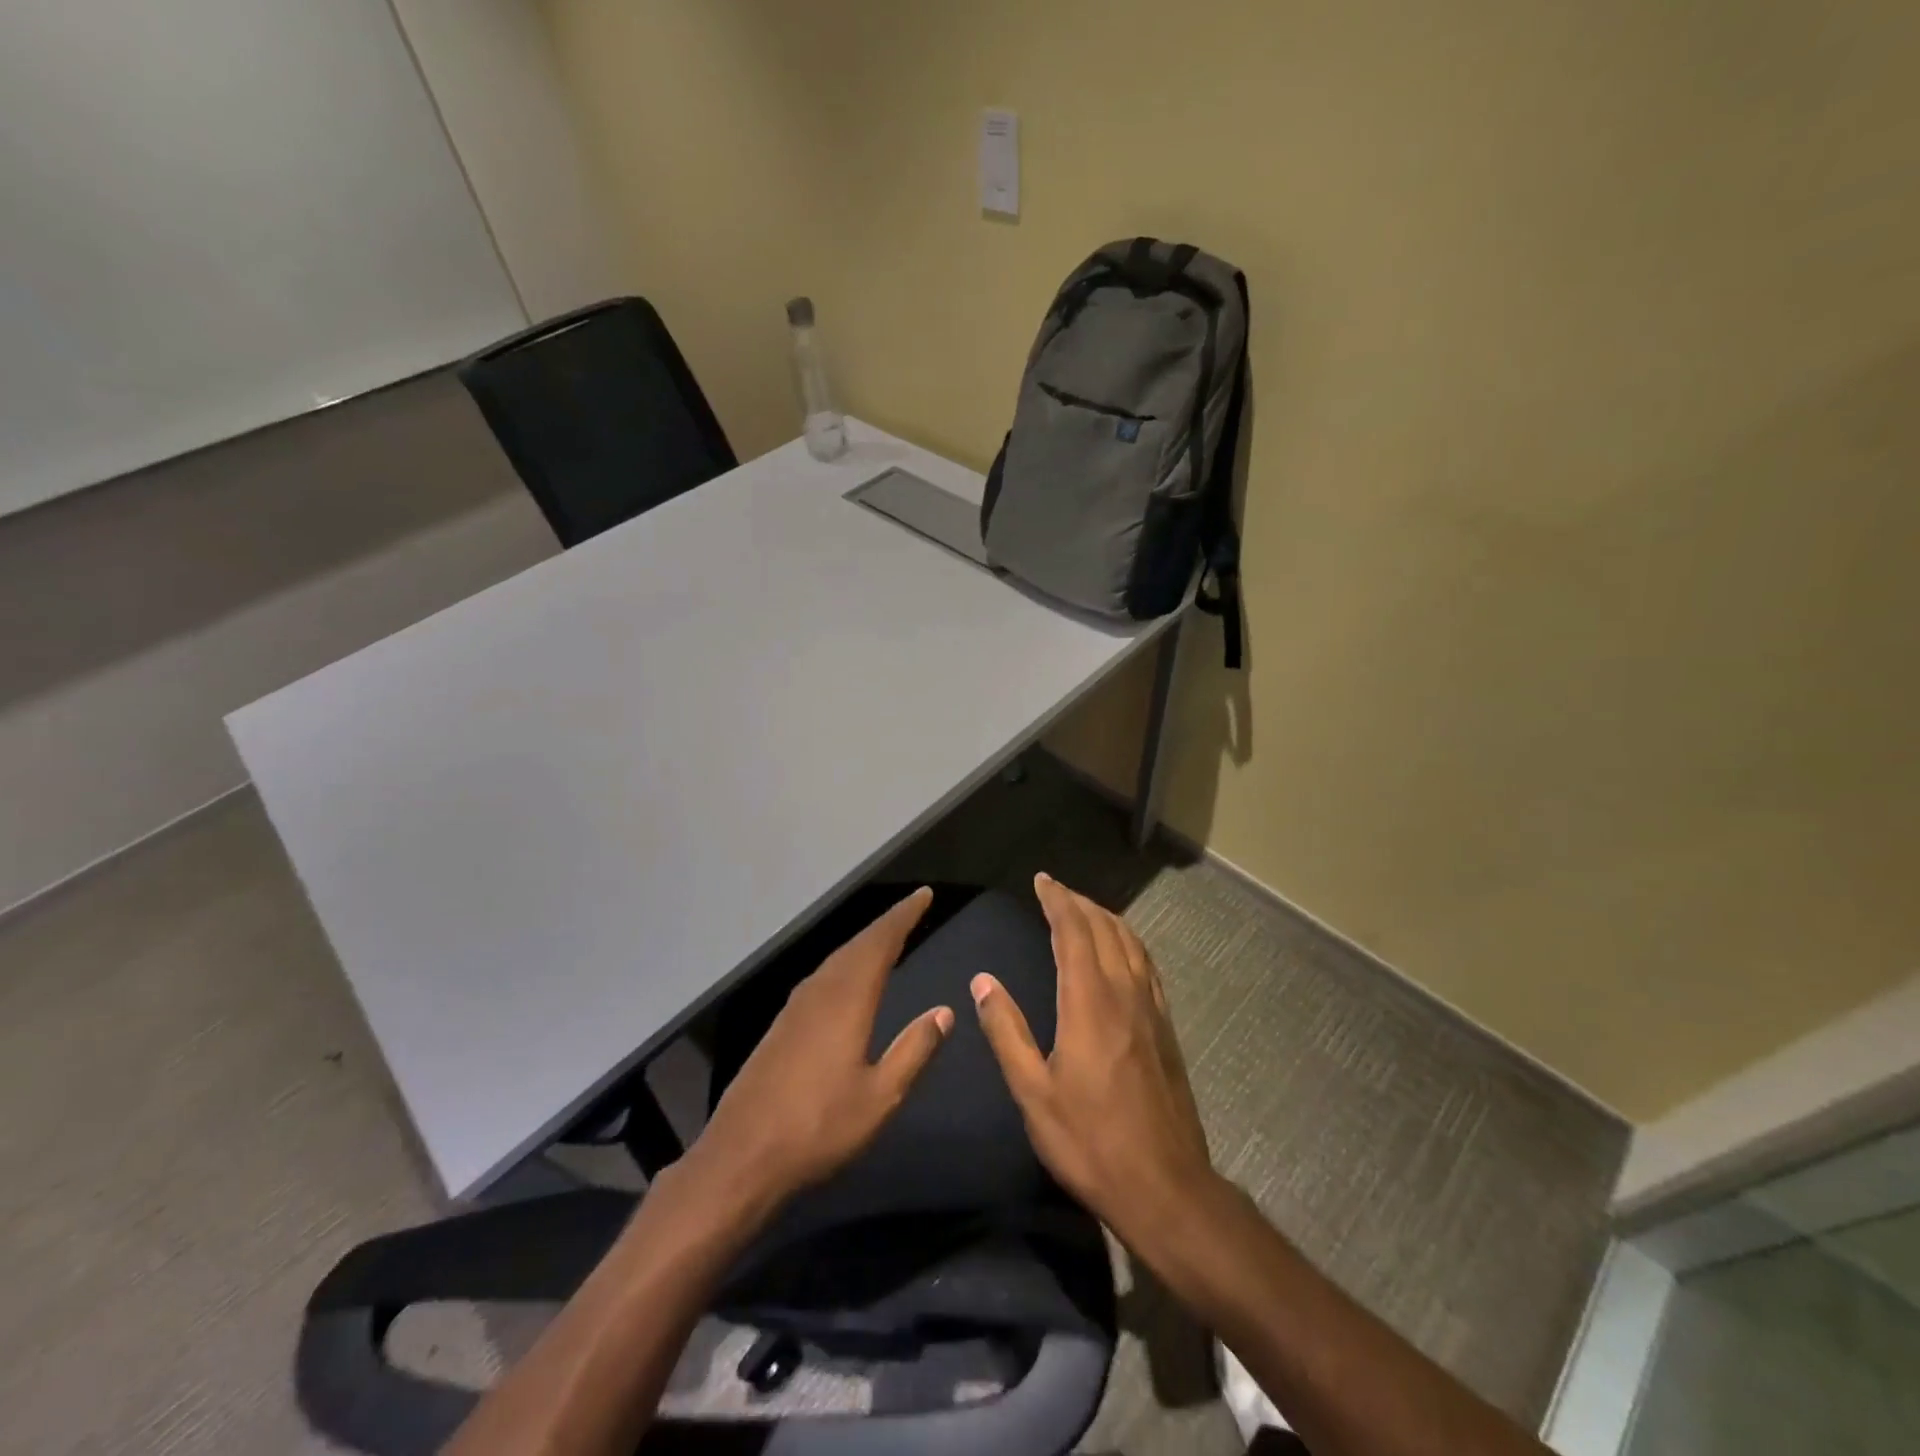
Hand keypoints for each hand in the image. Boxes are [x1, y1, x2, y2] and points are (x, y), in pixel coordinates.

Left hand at [690, 887, 954, 1207]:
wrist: (741, 1156)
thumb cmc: (818, 1128)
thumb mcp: (880, 1097)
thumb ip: (914, 1050)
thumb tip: (945, 1012)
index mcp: (847, 1001)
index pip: (880, 943)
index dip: (903, 916)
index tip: (924, 895)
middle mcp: (820, 992)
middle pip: (857, 944)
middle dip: (887, 923)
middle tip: (912, 908)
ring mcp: (796, 1007)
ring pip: (837, 959)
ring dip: (865, 942)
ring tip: (888, 936)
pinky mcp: (782, 1025)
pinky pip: (823, 976)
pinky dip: (846, 962)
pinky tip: (848, 977)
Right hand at [971, 874, 1213, 1240]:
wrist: (1166, 1187)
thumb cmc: (1091, 1142)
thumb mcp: (1034, 1093)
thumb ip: (1007, 1032)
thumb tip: (983, 982)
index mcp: (1088, 1002)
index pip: (1074, 932)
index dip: (1057, 901)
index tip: (1042, 881)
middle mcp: (1125, 993)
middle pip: (1106, 929)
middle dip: (1080, 903)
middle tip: (1056, 891)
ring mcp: (1152, 1010)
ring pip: (1132, 943)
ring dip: (1107, 918)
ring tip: (1085, 911)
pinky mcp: (1166, 1029)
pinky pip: (1148, 966)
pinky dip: (1131, 943)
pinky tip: (1123, 953)